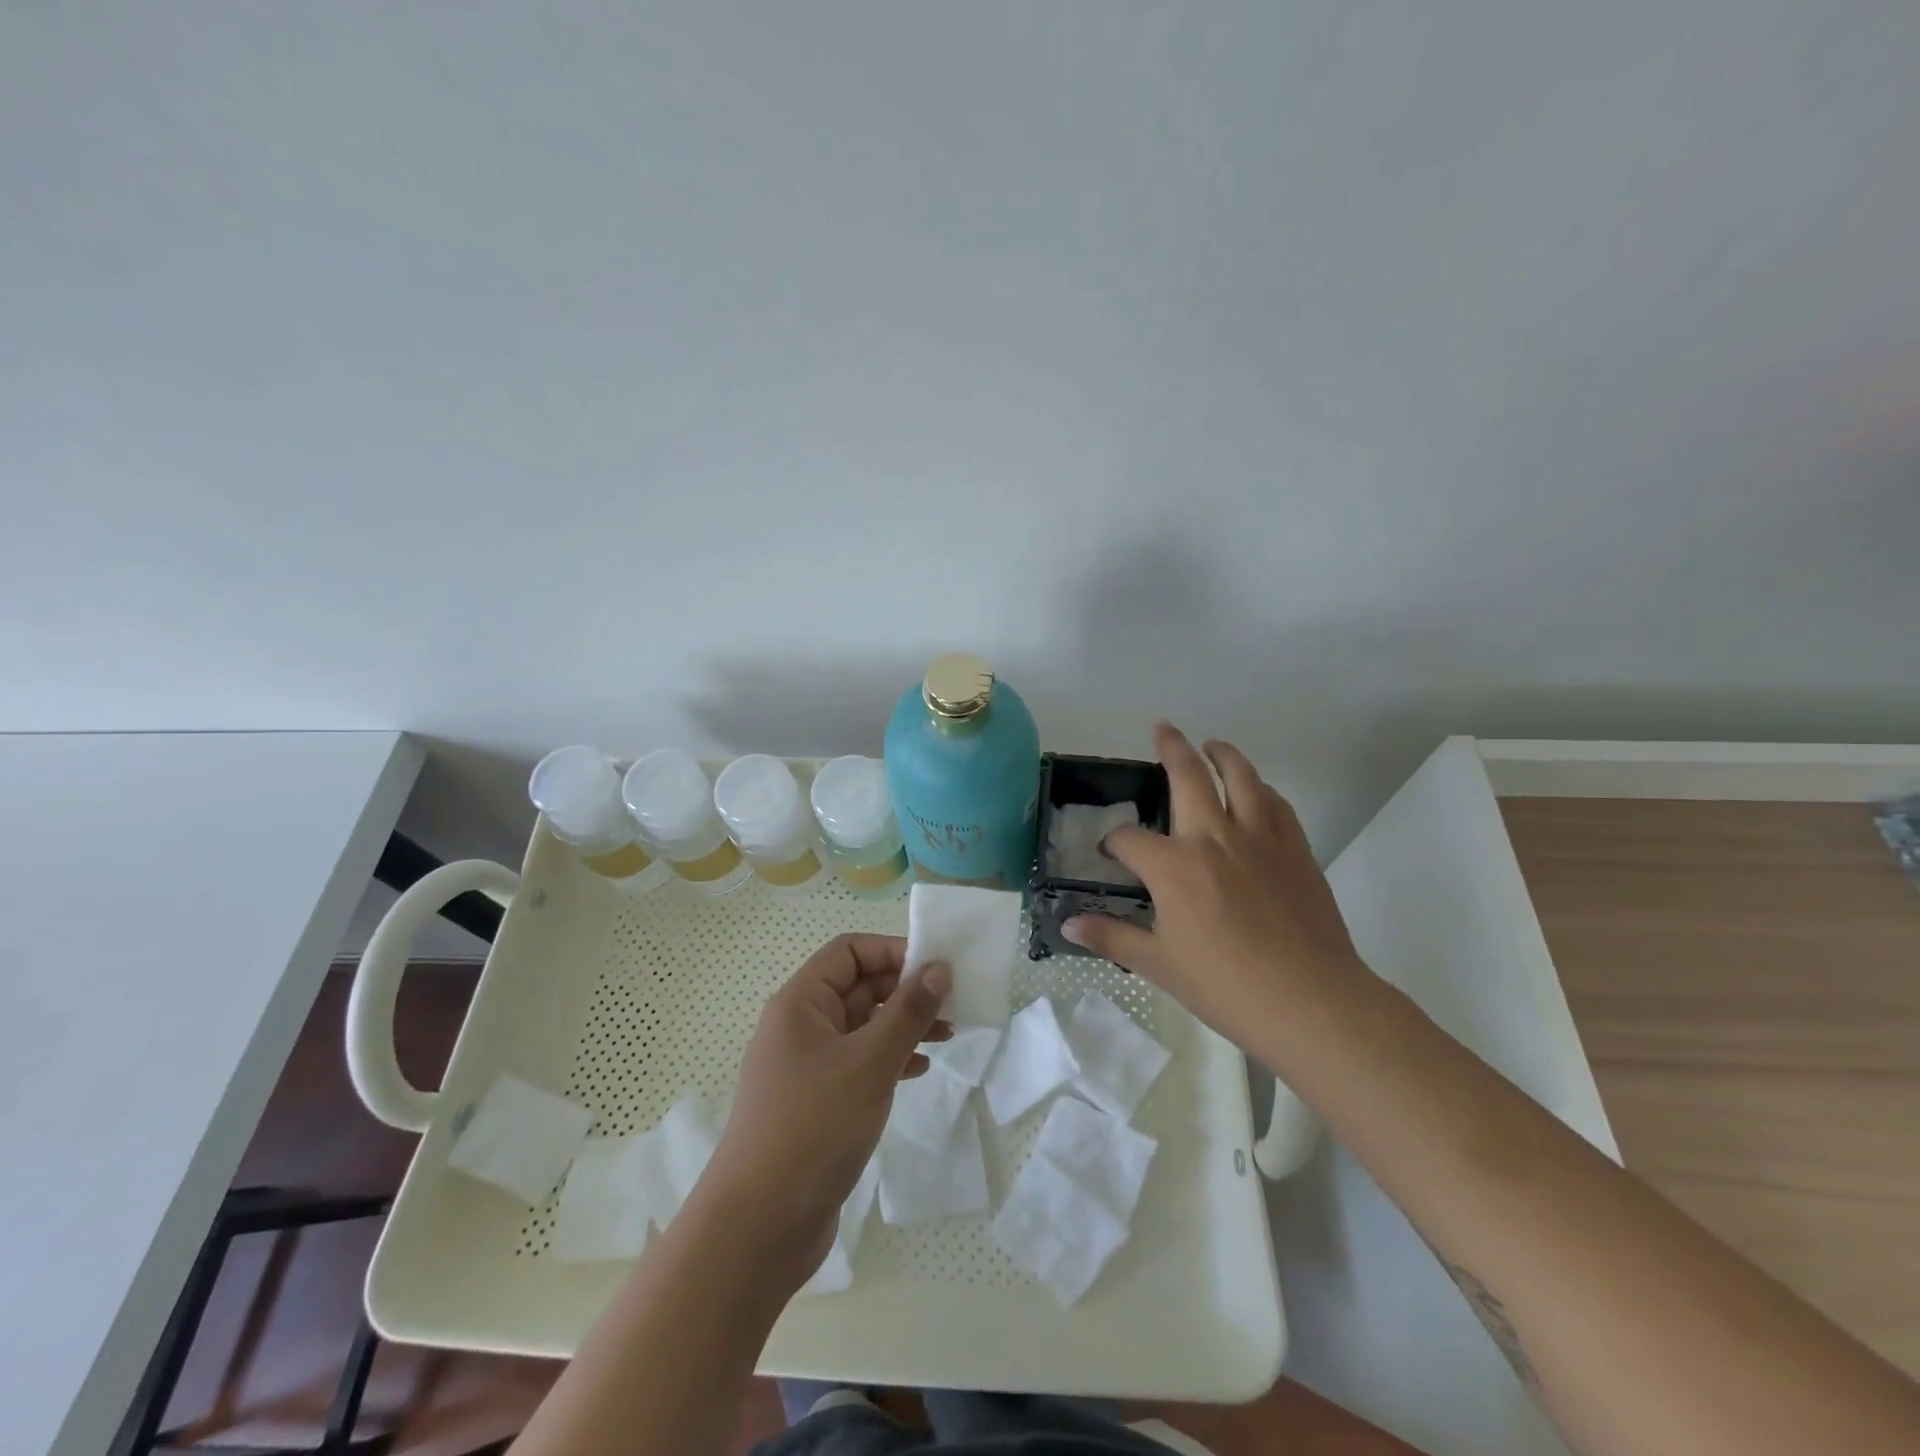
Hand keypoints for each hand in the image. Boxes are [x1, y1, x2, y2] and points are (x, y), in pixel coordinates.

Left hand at [700, 934, 949, 1283]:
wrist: (757, 1229)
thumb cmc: (813, 1128)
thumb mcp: (869, 1063)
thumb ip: (908, 1012)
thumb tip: (939, 969)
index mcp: (800, 1003)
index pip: (849, 951)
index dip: (892, 951)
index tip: (936, 969)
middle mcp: (800, 1026)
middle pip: (858, 987)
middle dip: (904, 991)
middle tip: (952, 1005)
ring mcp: (807, 1066)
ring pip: (862, 1027)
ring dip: (903, 1026)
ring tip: (947, 1035)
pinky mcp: (816, 1102)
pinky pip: (859, 1063)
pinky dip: (889, 1059)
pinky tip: (919, 1070)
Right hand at [1062, 723, 1365, 1055]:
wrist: (1311, 1002)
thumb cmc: (1226, 987)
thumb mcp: (1159, 965)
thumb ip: (1112, 937)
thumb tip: (1068, 926)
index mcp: (1174, 867)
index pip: (1130, 839)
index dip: (1114, 843)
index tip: (1112, 854)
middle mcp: (1214, 838)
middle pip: (1189, 776)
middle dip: (1171, 748)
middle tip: (1162, 728)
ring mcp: (1260, 839)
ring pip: (1241, 777)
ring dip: (1222, 754)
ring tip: (1212, 745)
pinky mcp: (1296, 850)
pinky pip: (1277, 804)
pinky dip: (1262, 788)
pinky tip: (1257, 791)